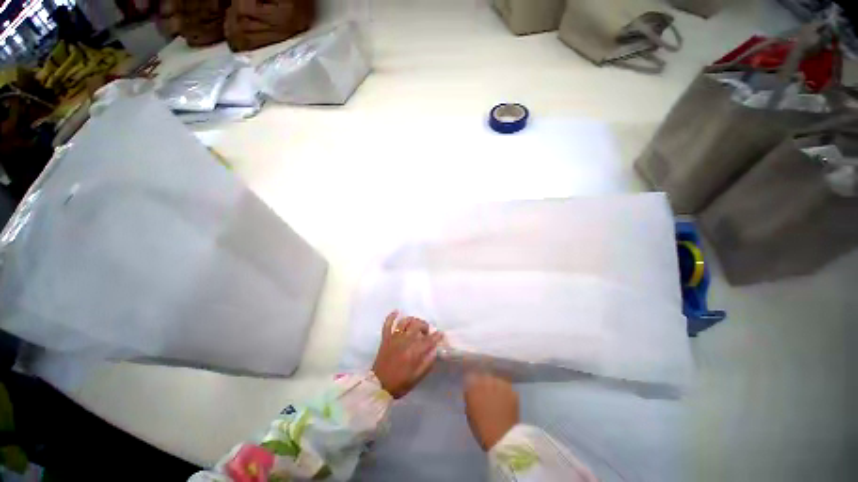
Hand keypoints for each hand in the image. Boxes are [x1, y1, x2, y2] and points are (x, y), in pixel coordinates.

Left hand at [372, 311, 443, 398]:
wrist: (378, 386)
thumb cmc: (399, 383)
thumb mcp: (417, 377)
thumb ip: (427, 363)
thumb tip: (434, 350)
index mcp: (413, 352)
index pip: (428, 340)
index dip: (436, 336)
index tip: (441, 334)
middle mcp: (404, 341)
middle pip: (417, 325)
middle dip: (424, 326)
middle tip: (426, 332)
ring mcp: (394, 338)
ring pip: (405, 321)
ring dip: (412, 320)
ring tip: (415, 325)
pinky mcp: (385, 338)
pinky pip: (388, 323)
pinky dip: (392, 316)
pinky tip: (397, 312)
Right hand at [464, 373, 518, 450]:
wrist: (502, 439)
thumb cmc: (482, 429)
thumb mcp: (470, 413)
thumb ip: (470, 398)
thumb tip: (470, 392)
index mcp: (474, 387)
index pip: (471, 377)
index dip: (472, 383)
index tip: (474, 388)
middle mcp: (487, 381)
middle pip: (484, 376)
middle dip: (484, 383)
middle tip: (486, 393)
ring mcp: (501, 385)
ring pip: (497, 380)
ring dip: (496, 386)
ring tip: (497, 396)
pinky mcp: (512, 391)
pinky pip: (507, 388)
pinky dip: (505, 392)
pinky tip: (505, 401)